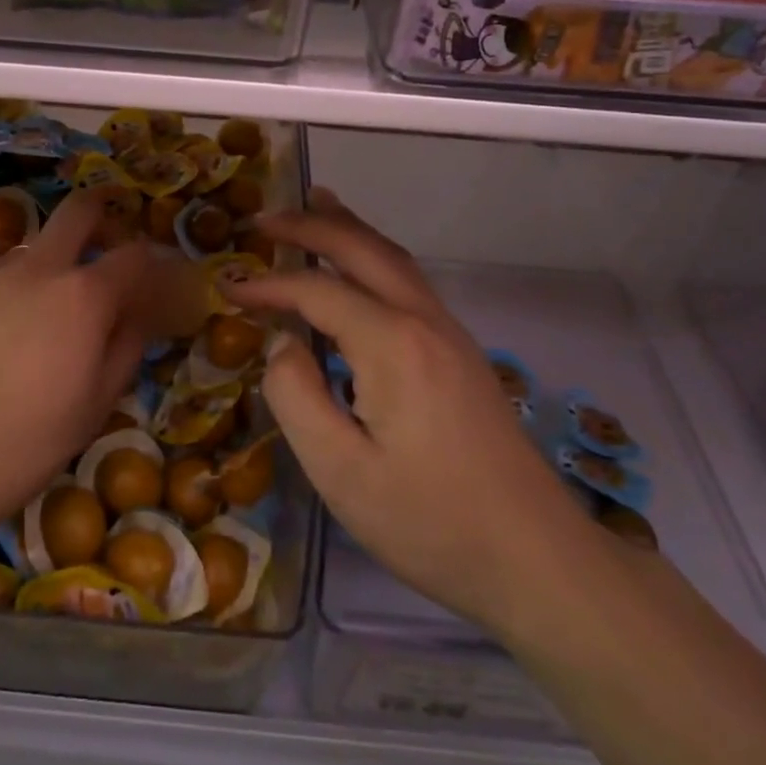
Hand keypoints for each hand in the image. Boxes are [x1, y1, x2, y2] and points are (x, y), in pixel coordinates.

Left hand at [0, 189, 159, 546]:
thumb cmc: (26, 444)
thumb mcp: (97, 405)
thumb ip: (126, 347)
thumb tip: (138, 314)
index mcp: (85, 297)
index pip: (134, 256)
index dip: (149, 263)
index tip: (149, 279)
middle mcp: (41, 268)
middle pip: (80, 211)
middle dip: (101, 214)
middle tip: (103, 240)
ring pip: (30, 239)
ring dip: (46, 257)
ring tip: (37, 295)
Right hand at [230, 190, 598, 634]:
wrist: (537, 560)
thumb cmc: (430, 522)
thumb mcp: (341, 472)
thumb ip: (296, 397)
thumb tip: (282, 343)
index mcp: (392, 343)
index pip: (317, 291)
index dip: (269, 286)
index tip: (228, 289)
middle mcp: (424, 320)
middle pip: (362, 250)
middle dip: (311, 225)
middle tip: (265, 218)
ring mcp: (450, 333)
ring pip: (393, 258)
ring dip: (349, 228)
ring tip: (316, 205)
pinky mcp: (462, 352)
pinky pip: (409, 281)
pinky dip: (374, 255)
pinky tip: (362, 266)